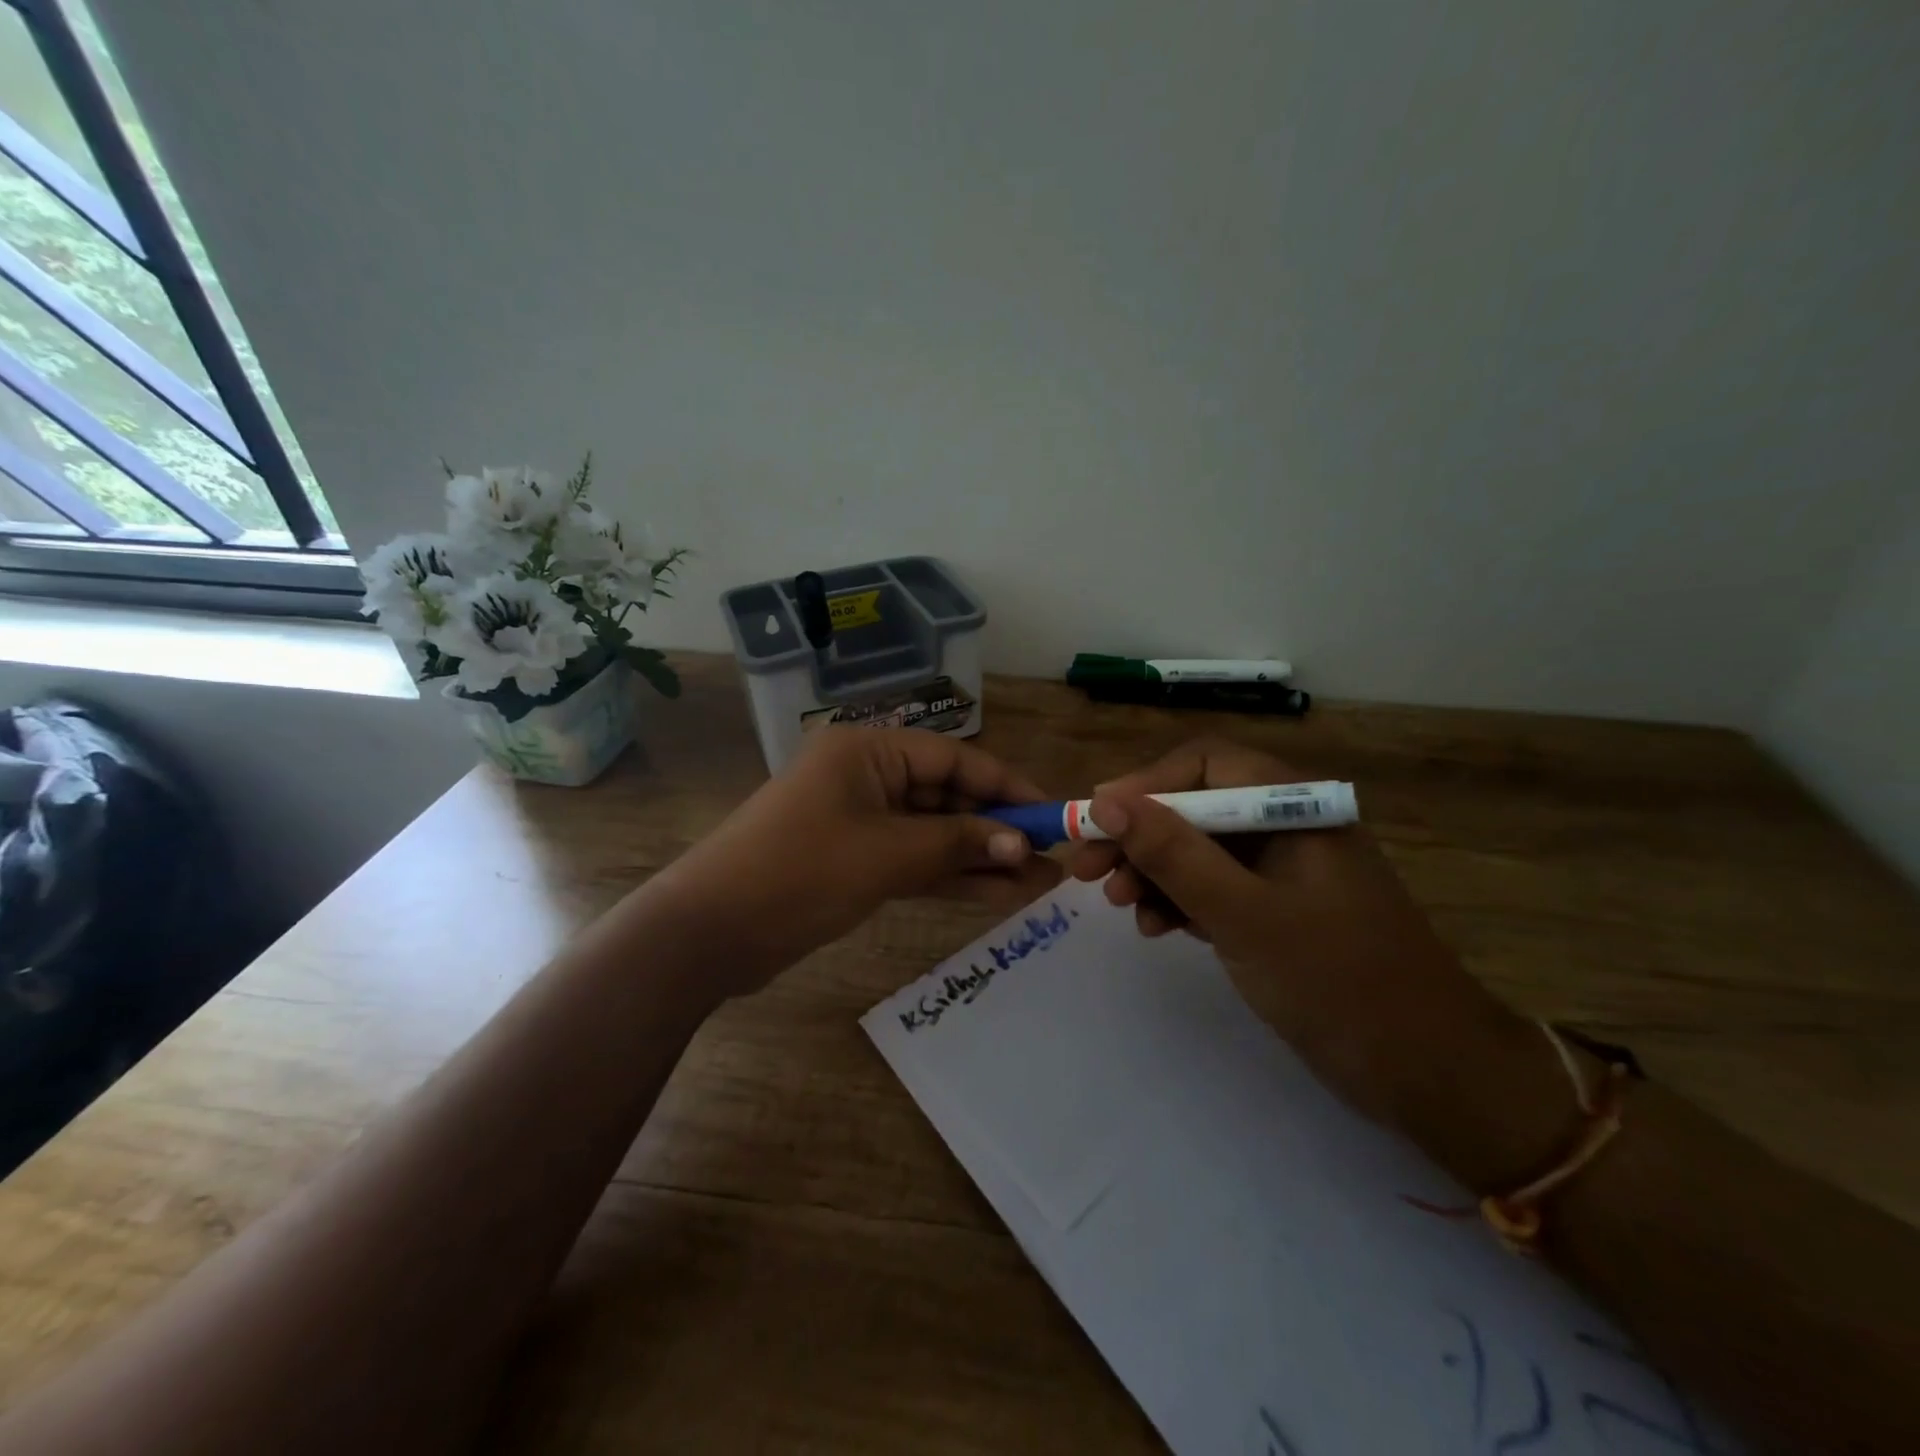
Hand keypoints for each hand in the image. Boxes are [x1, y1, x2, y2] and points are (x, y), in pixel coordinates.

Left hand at [663, 727, 1061, 994]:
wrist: (710, 932)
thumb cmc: (800, 872)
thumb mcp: (888, 854)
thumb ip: (958, 844)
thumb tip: (1022, 846)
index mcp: (868, 751)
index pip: (954, 758)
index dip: (1006, 787)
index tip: (1050, 815)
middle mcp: (866, 776)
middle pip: (946, 796)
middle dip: (996, 829)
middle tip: (1053, 858)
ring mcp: (859, 821)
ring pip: (933, 834)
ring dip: (979, 858)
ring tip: (1039, 884)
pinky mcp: (853, 861)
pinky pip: (913, 861)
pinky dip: (949, 876)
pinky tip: (997, 894)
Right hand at [1067, 738, 1547, 1170]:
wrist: (1429, 1073)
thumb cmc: (1338, 981)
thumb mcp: (1243, 914)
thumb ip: (1173, 853)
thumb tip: (1106, 802)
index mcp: (1294, 806)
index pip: (1204, 764)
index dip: (1144, 785)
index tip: (1096, 821)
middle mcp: (1286, 826)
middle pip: (1195, 807)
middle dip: (1139, 836)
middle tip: (1086, 871)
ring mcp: (1283, 871)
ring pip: (1199, 851)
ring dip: (1153, 872)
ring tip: (1117, 906)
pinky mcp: (1278, 910)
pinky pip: (1215, 889)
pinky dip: (1180, 902)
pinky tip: (1154, 927)